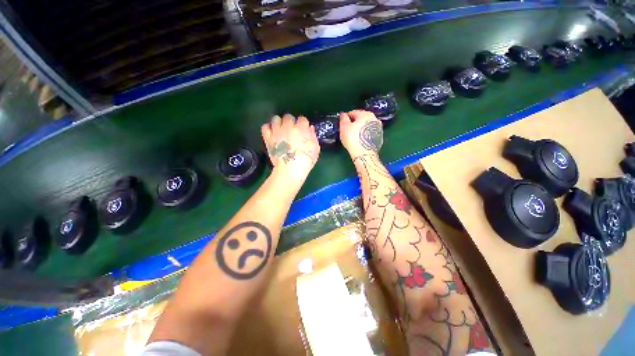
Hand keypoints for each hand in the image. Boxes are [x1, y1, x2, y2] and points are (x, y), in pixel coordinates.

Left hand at [261, 114, 319, 180]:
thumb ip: (313, 137)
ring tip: (281, 130)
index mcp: (301, 128)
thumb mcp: (315, 149)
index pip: (302, 119)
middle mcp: (288, 126)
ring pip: (276, 119)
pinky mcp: (268, 137)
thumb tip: (310, 128)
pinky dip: (268, 128)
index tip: (303, 130)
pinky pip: (265, 127)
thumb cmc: (306, 161)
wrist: (290, 170)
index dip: (303, 125)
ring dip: (279, 123)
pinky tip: (272, 133)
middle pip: (288, 117)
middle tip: (292, 131)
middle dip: (291, 122)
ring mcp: (277, 131)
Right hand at [339, 110, 383, 158]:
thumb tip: (343, 114)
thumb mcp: (344, 127)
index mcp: (366, 114)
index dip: (346, 118)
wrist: (364, 154)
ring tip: (353, 137)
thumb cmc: (352, 139)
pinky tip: (359, 141)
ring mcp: (379, 129)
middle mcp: (375, 119)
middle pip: (361, 119)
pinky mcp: (379, 138)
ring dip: (360, 129)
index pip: (353, 112)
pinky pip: (369, 134)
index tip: (342, 124)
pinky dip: (364, 135)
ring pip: (366, 126)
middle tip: (347, 131)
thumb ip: (343, 118)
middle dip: (354, 123)